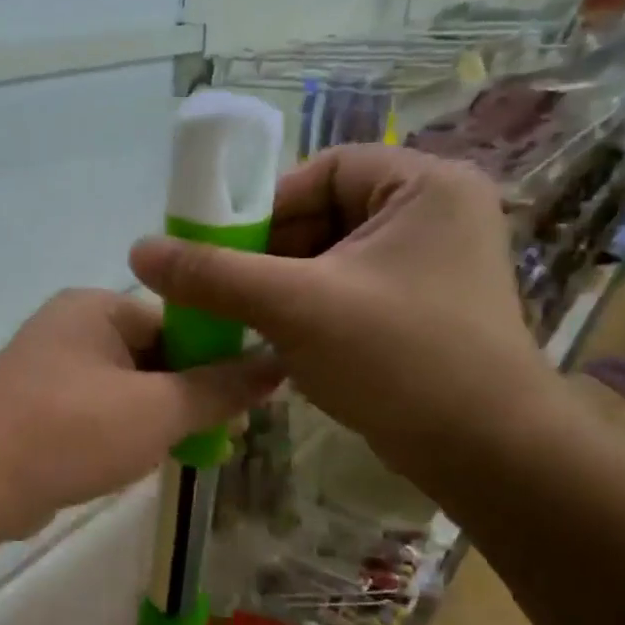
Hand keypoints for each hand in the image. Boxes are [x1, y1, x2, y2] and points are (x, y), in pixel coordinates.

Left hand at [0, 290, 283, 561]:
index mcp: (96, 308)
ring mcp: (47, 368)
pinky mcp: (35, 408)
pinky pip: (96, 411)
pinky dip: (123, 431)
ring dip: (160, 417)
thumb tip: (276, 364)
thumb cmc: (73, 432)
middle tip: (226, 436)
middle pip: (152, 355)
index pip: (176, 321)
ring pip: (125, 387)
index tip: (246, 404)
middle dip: (190, 395)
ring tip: (196, 452)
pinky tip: (144, 460)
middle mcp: (69, 327)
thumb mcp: (158, 410)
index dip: (217, 360)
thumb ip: (219, 388)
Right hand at [129, 146, 553, 480]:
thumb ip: (214, 274)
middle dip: (270, 254)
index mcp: (425, 186)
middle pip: (325, 214)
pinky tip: (280, 341)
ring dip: (282, 287)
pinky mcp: (422, 309)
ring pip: (331, 258)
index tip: (224, 249)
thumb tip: (139, 251)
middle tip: (227, 291)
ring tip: (246, 320)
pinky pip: (348, 290)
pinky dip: (309, 309)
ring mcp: (431, 265)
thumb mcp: (295, 307)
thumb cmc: (399, 359)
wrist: (485, 453)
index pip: (324, 171)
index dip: (267, 206)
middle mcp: (435, 214)